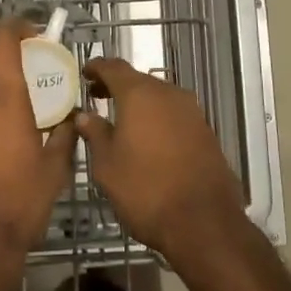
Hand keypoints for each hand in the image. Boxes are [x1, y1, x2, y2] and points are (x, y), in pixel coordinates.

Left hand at [0, 20, 77, 290]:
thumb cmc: (22, 199)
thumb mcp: (55, 166)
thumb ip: (63, 134)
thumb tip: (68, 118)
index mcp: (6, 96)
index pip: (2, 40)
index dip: (16, 27)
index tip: (33, 31)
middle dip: (0, 40)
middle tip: (24, 50)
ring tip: (14, 84)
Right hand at [76, 58, 243, 265]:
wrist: (204, 223)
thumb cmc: (145, 189)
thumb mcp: (107, 165)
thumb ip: (95, 134)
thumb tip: (85, 116)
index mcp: (140, 94)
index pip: (114, 67)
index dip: (97, 68)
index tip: (84, 74)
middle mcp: (168, 94)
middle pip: (138, 80)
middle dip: (117, 86)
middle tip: (97, 98)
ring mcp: (191, 112)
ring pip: (158, 97)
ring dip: (139, 103)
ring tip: (121, 121)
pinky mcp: (205, 132)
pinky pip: (174, 115)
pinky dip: (157, 118)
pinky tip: (148, 139)